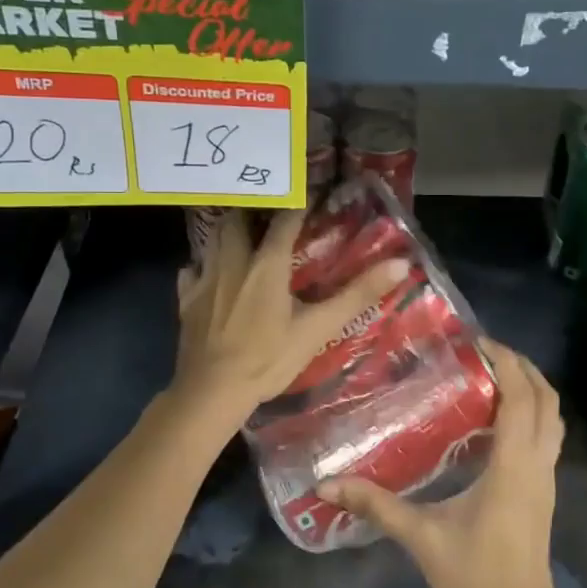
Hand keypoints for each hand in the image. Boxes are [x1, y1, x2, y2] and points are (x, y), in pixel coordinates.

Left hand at [173, 209, 408, 423]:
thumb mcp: (318, 328)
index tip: (310, 196)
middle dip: (255, 210)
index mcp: (267, 263)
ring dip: (230, 229)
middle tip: (271, 212)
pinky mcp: (186, 299)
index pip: (284, 220)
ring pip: (213, 238)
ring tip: (244, 233)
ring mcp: (205, 278)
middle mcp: (233, 260)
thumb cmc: (268, 359)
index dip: (298, 204)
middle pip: (239, 218)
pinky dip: (204, 264)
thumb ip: (357, 294)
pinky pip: (193, 269)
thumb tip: (400, 264)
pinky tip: (211, 274)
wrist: (212, 391)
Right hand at [318, 340, 562, 587]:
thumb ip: (376, 505)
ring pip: (553, 419)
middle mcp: (538, 465)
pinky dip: (532, 414)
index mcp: (513, 467)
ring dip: (532, 390)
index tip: (478, 341)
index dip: (506, 362)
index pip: (521, 398)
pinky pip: (548, 438)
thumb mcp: (421, 538)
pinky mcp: (545, 493)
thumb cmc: (473, 579)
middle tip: (485, 352)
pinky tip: (497, 420)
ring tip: (493, 376)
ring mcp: (547, 480)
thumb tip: (326, 484)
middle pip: (547, 400)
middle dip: (523, 367)